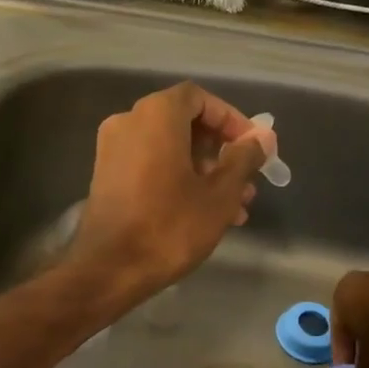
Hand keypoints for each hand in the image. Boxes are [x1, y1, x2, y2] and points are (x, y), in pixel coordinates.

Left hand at [70, 82, 274, 299]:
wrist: (108, 269)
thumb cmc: (170, 226)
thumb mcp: (220, 194)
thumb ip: (244, 158)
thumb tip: (262, 136)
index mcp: (155, 115)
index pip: (199, 98)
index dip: (231, 119)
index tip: (252, 147)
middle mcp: (128, 122)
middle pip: (184, 124)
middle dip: (220, 152)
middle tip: (247, 182)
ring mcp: (113, 150)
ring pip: (169, 150)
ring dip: (203, 172)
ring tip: (234, 208)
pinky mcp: (106, 177)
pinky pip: (150, 166)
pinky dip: (177, 179)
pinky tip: (204, 214)